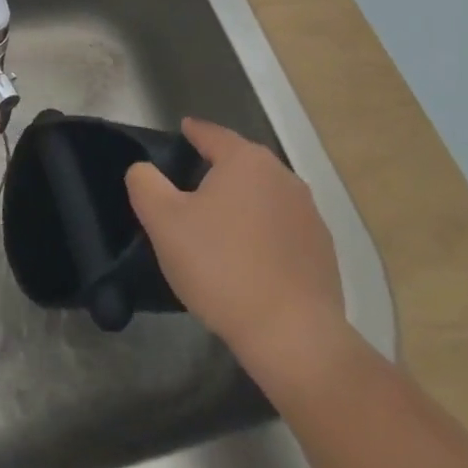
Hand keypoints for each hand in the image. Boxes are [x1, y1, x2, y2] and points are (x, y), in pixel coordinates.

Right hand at [126, 118, 350, 391]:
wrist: (293, 337)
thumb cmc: (221, 267)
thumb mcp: (164, 222)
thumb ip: (145, 183)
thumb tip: (144, 169)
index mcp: (245, 161)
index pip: (212, 134)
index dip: (193, 131)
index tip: (183, 129)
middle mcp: (282, 177)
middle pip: (242, 163)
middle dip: (219, 168)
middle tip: (192, 184)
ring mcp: (309, 214)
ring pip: (265, 196)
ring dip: (243, 202)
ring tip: (220, 224)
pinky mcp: (323, 251)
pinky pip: (283, 229)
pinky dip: (264, 233)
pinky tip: (250, 258)